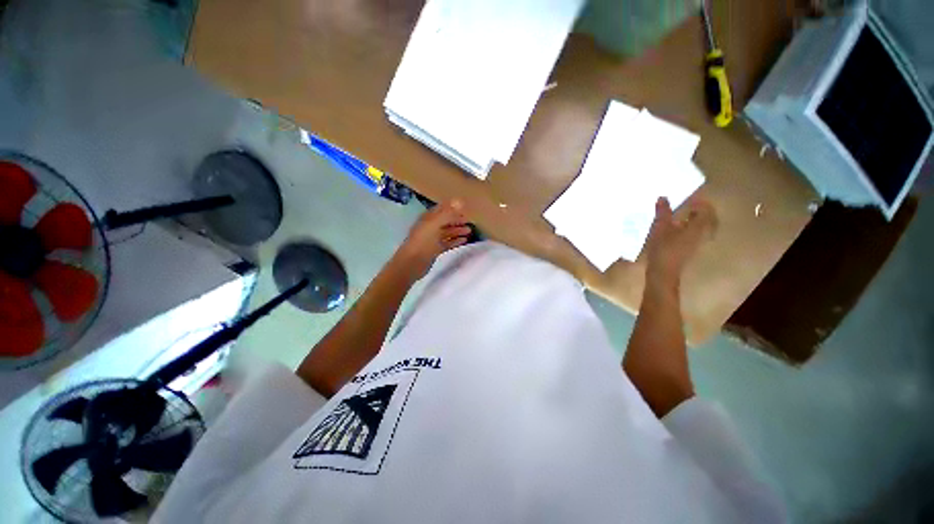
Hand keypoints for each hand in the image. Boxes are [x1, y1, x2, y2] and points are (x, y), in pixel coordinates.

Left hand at [392, 200, 471, 280]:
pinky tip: (464, 241)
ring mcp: (432, 239)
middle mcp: (429, 227)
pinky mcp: (434, 250)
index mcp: (427, 219)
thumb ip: (447, 213)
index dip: (452, 208)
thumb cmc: (423, 242)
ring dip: (457, 230)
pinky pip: (447, 243)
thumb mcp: (435, 225)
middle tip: (469, 221)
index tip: (464, 208)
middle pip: (445, 221)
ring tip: (469, 231)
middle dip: (456, 220)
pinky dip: (455, 241)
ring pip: (447, 232)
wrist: (412, 263)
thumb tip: (460, 201)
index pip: (441, 210)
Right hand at [645, 197, 716, 281]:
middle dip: (699, 210)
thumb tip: (663, 197)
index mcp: (699, 227)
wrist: (663, 272)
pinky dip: (689, 228)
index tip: (689, 196)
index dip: (700, 201)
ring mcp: (697, 243)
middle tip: (688, 204)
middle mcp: (702, 234)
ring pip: (701, 227)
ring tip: (682, 215)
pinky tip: (676, 229)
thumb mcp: (660, 228)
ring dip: (694, 219)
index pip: (706, 210)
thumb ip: (663, 212)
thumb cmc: (663, 248)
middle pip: (707, 219)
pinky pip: (694, 234)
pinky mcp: (690, 250)